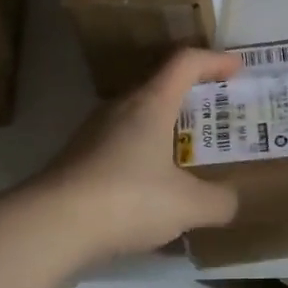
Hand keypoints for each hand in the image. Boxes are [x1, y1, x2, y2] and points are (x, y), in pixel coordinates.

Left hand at [32, 49, 242, 263]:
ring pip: (139, 118)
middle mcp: (121, 108)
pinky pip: (122, 146)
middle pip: (161, 86)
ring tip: (191, 154)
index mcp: (151, 103)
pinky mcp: (78, 161)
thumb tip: (231, 201)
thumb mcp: (187, 205)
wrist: (49, 227)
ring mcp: (94, 134)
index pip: (186, 62)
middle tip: (219, 115)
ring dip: (167, 128)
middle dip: (194, 97)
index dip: (215, 60)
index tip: (238, 68)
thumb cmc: (127, 199)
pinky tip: (155, 189)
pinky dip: (146, 155)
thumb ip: (219, 201)